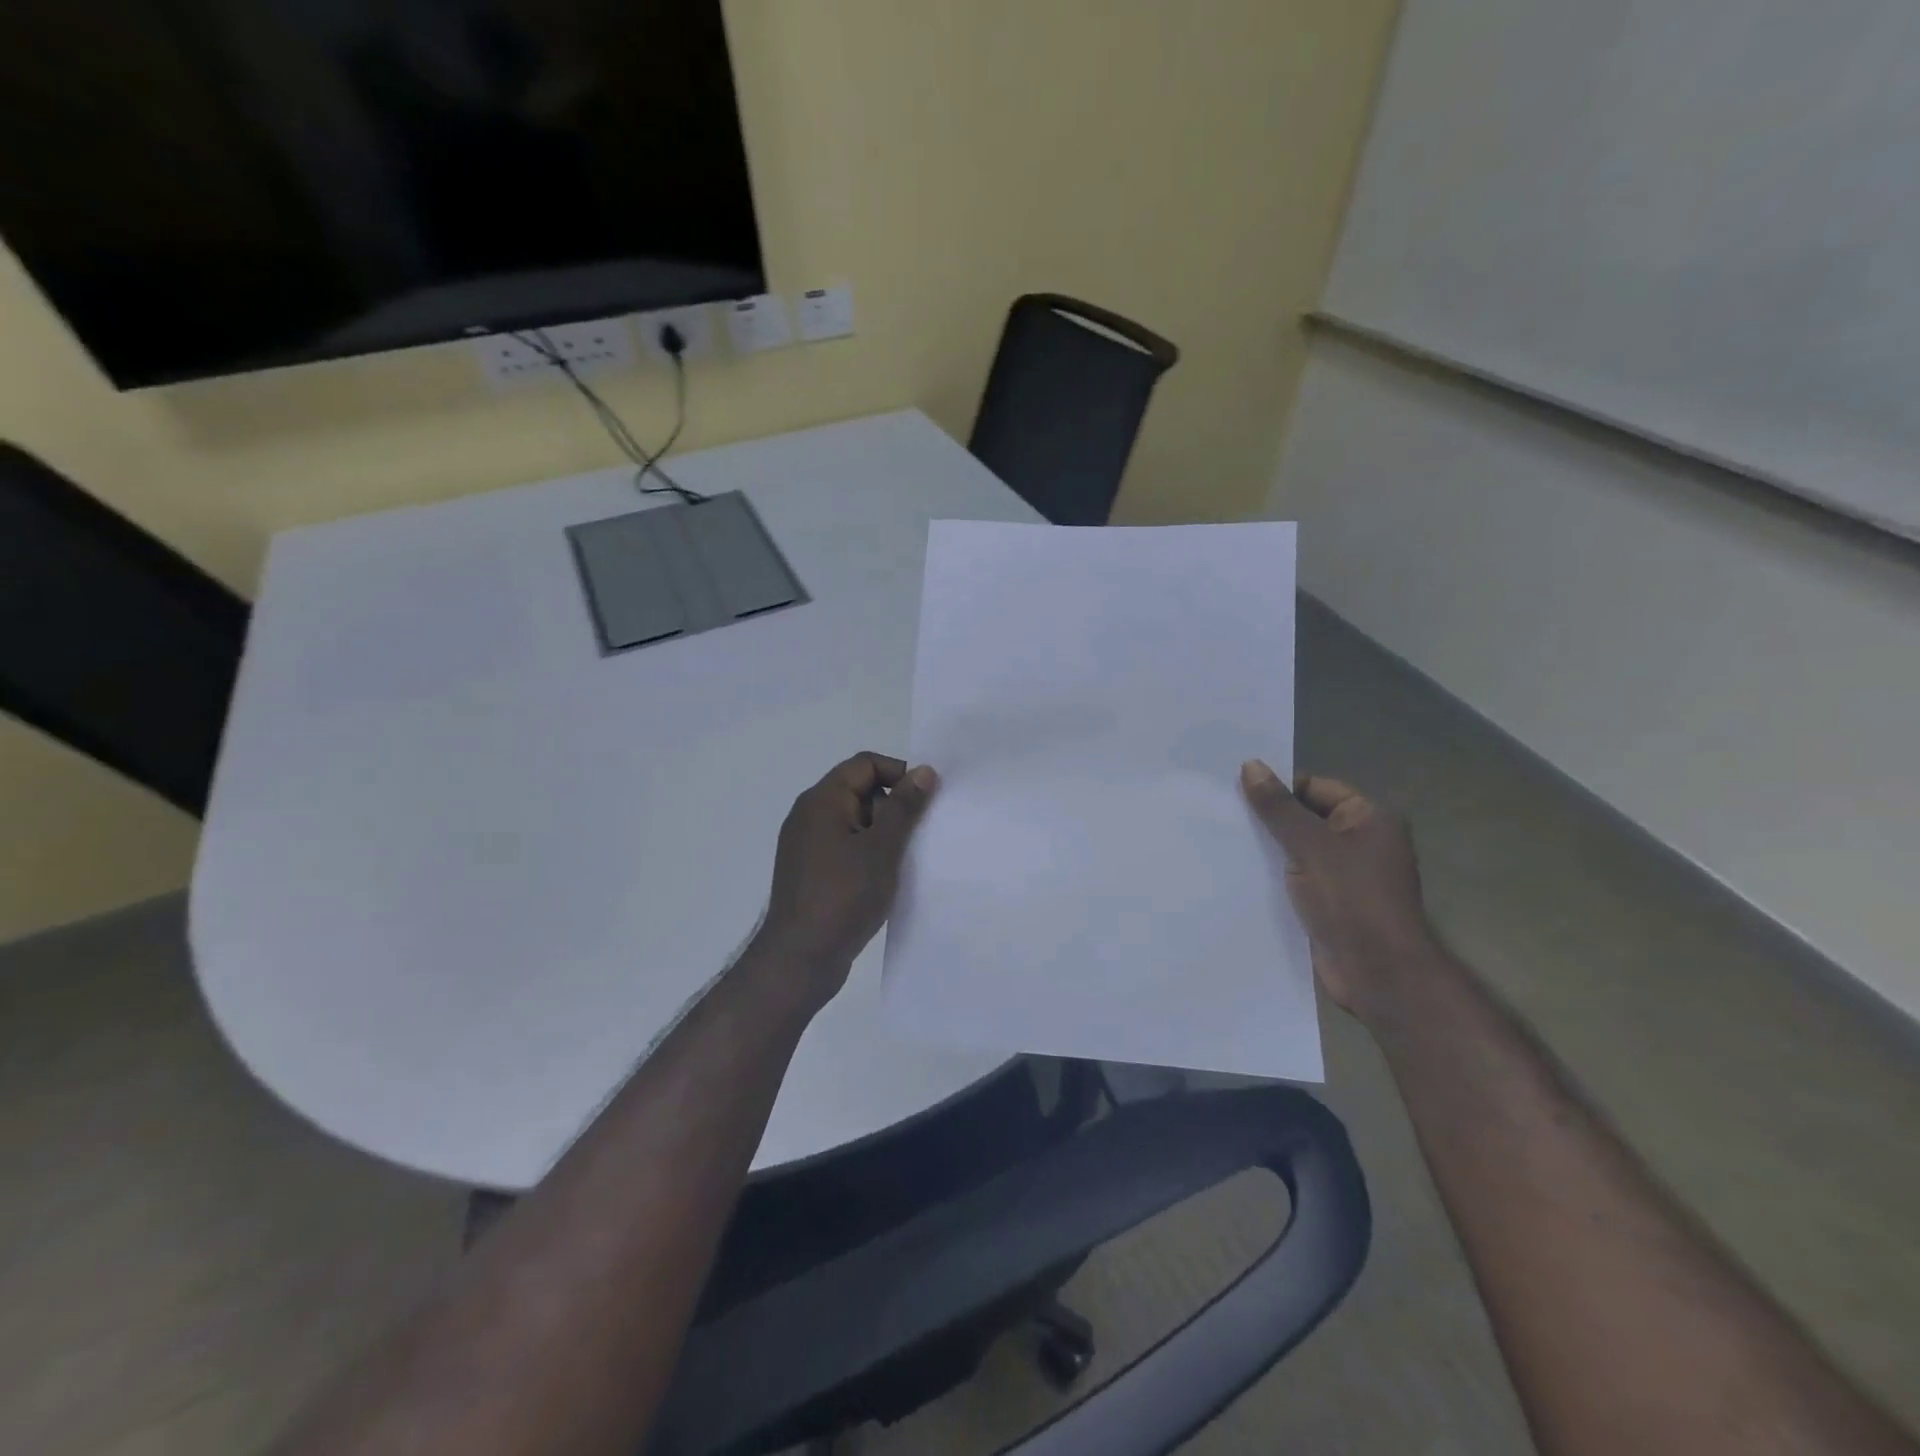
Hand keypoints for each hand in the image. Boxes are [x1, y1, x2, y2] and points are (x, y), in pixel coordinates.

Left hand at [754, 752, 939, 1008]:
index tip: (925, 803)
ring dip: (884, 834)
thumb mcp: (882, 848)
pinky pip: (847, 847)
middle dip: (894, 807)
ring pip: (856, 822)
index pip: (865, 764)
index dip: (898, 774)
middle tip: (917, 837)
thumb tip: (923, 770)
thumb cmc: (843, 897)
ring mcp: (808, 845)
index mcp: (822, 801)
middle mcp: (810, 816)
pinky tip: (887, 879)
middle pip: (860, 790)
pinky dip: (869, 854)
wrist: (800, 959)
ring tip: (906, 861)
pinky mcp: (812, 872)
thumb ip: (903, 807)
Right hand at [1241, 761, 1435, 1023]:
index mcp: (1369, 818)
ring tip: (1225, 843)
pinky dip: (1274, 876)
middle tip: (1224, 817)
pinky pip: (1297, 878)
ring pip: (1297, 850)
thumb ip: (1278, 807)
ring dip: (1268, 850)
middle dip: (1269, 820)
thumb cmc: (1351, 899)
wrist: (1378, 973)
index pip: (1315, 787)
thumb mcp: (1310, 846)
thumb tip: (1251, 765)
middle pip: (1305, 817)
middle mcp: (1361, 842)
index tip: (1237, 794)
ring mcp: (1346, 875)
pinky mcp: (1330, 903)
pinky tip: (1240, 875)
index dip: (1279, 789)